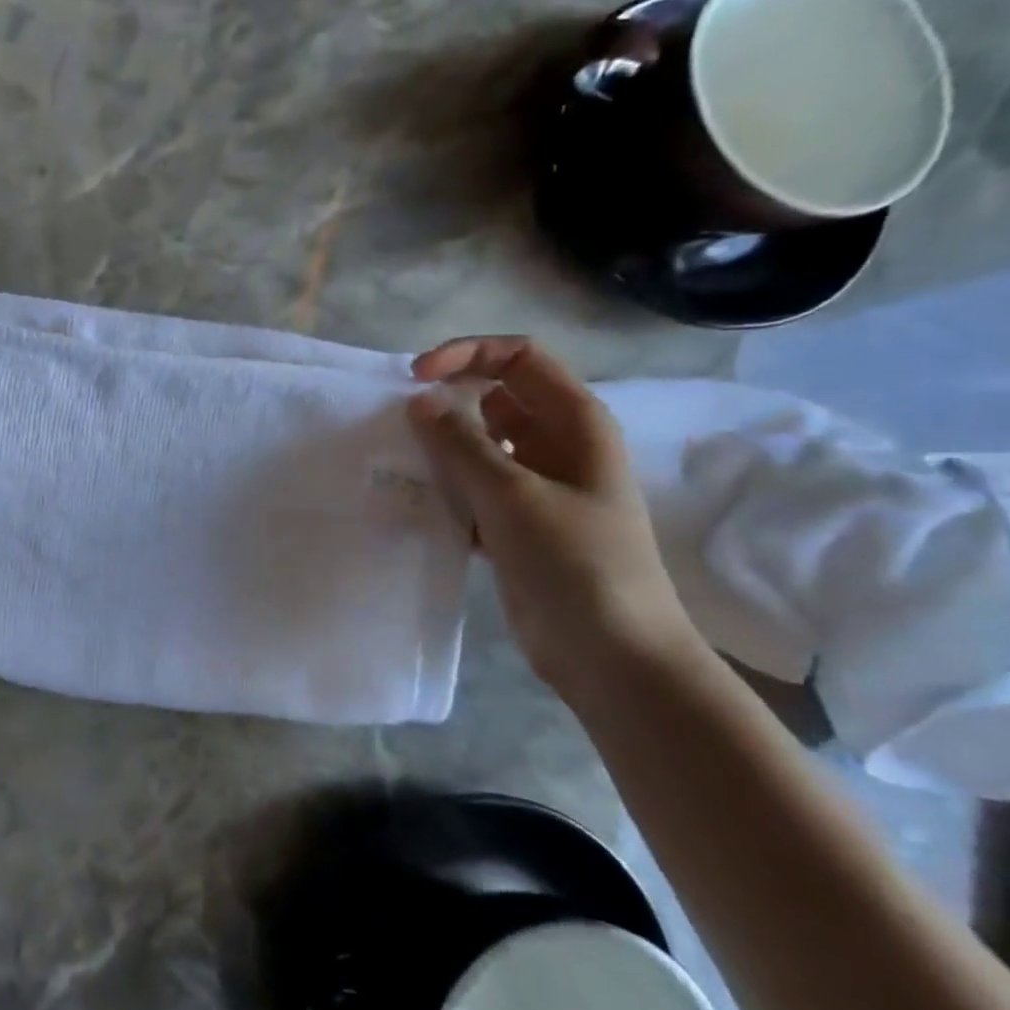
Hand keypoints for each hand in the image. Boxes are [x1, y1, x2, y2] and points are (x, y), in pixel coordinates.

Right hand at [406, 336, 698, 691]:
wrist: (611, 653)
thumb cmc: (574, 562)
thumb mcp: (512, 495)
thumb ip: (461, 444)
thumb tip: (420, 401)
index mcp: (575, 423)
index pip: (518, 358)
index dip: (466, 355)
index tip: (414, 379)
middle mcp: (558, 446)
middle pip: (495, 398)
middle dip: (447, 403)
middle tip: (399, 425)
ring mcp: (538, 486)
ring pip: (479, 446)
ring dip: (441, 450)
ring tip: (401, 466)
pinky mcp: (517, 523)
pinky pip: (473, 488)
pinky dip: (446, 490)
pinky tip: (418, 507)